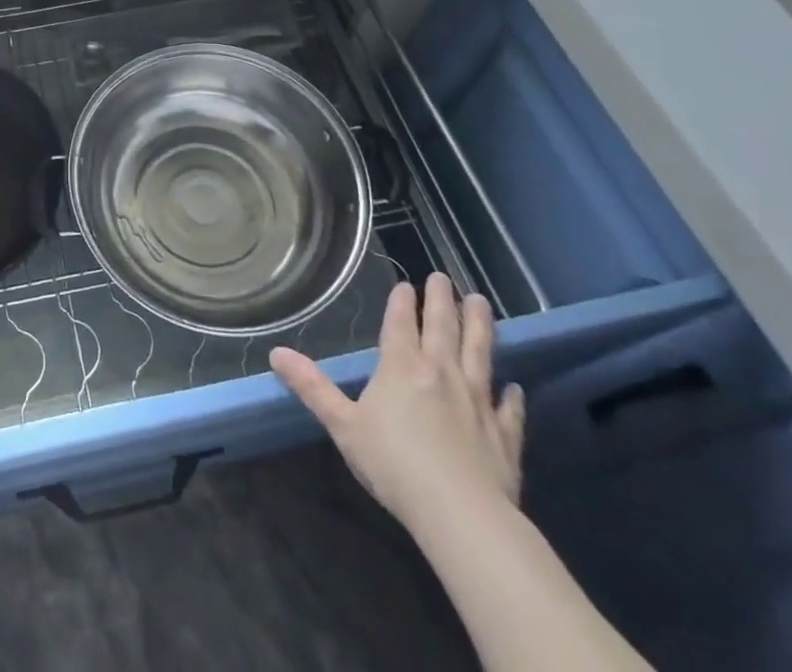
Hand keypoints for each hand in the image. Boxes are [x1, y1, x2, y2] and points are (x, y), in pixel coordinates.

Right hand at [271, 273, 523, 535]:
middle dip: (441, 299)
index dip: (402, 301)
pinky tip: (515, 386)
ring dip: (480, 326)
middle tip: (444, 276)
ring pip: (480, 352)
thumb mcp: (343, 425)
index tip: (406, 283)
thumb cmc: (394, 464)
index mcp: (401, 366)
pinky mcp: (504, 434)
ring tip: (481, 302)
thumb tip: (276, 352)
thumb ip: (312, 387)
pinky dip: (512, 395)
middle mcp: (441, 372)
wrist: (461, 514)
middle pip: (443, 327)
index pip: (401, 322)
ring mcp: (477, 401)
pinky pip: (509, 408)